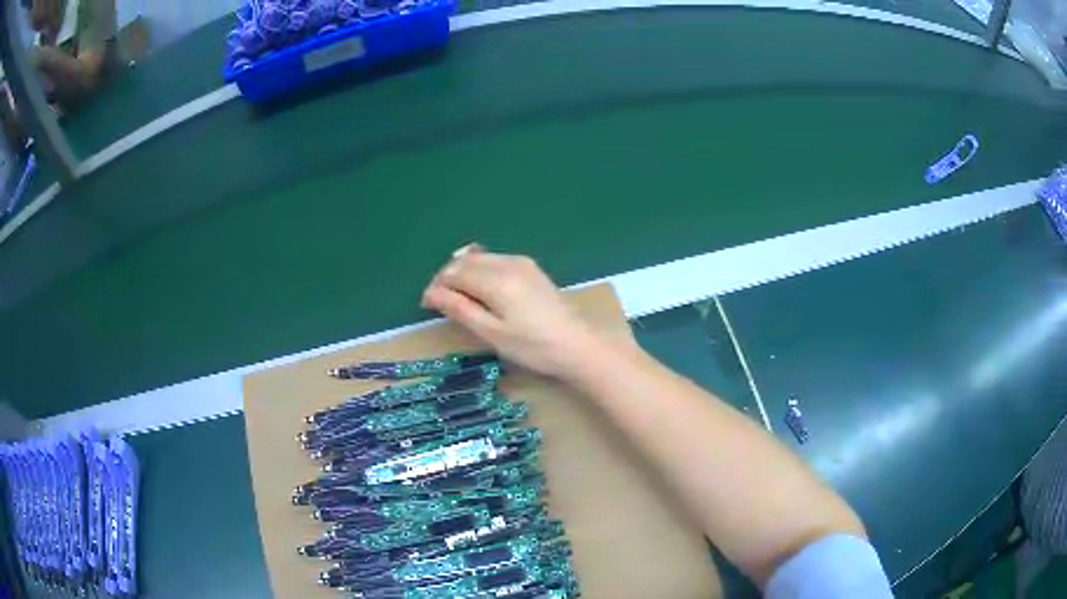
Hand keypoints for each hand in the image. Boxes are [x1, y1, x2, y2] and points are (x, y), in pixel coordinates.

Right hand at [422, 246, 600, 379]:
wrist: (578, 345)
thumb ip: (460, 309)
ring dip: (463, 273)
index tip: (427, 306)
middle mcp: (507, 262)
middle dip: (447, 277)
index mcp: (496, 279)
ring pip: (480, 257)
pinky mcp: (531, 268)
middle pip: (465, 260)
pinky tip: (482, 291)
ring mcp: (521, 263)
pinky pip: (495, 260)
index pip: (453, 273)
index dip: (436, 287)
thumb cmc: (532, 346)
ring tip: (459, 299)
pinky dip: (481, 271)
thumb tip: (431, 293)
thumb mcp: (491, 333)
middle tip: (440, 303)